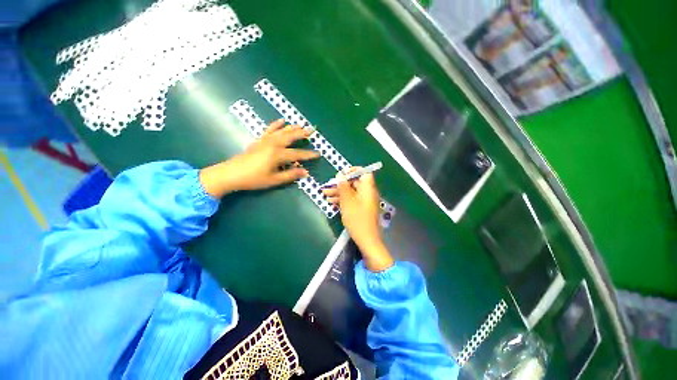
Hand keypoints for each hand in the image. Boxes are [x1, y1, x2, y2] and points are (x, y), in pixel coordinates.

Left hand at [200, 119, 318, 197]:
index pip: (297, 154)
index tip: (318, 154)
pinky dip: (276, 124)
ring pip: (282, 131)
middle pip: (291, 137)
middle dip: (302, 133)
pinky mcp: (260, 140)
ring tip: (301, 124)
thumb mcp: (274, 180)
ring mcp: (266, 140)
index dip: (308, 155)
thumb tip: (305, 172)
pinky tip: (282, 120)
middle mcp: (273, 144)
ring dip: (293, 127)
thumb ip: (291, 175)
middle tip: (312, 129)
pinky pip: (270, 129)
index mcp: (278, 155)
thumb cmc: (254, 178)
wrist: (232, 173)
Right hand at [323, 168, 393, 271]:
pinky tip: (331, 202)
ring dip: (339, 192)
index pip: (364, 173)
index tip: (341, 174)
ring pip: (351, 192)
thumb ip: (343, 187)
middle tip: (328, 187)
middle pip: (354, 183)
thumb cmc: (357, 219)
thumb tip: (340, 175)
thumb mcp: (347, 201)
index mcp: (367, 188)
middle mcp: (367, 193)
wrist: (366, 239)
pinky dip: (342, 200)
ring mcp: (364, 201)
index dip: (353, 171)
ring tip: (325, 195)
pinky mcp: (361, 208)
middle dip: (340, 184)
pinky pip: (351, 200)